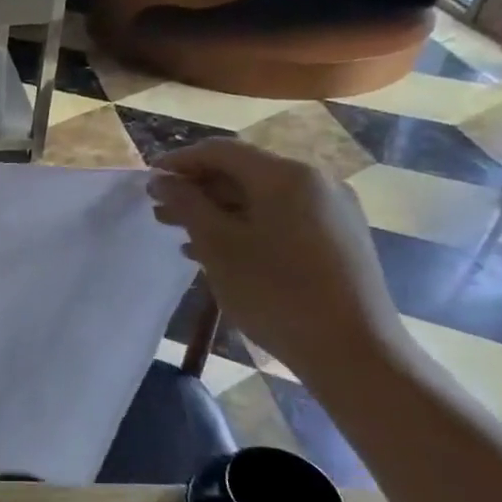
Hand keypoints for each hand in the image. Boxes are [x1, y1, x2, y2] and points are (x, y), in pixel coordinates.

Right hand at [147, 139, 406, 378]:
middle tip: (159, 211)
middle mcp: (315, 182)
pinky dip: (245, 227)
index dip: (179, 160)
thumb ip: (186, 204)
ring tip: (181, 234)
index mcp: (286, 175)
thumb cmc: (276, 291)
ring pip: (261, 198)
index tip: (148, 179)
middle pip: (243, 172)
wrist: (353, 350)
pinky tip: (218, 253)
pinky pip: (281, 219)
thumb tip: (161, 179)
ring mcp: (332, 211)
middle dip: (197, 189)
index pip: (220, 151)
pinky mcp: (339, 239)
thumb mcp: (218, 245)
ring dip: (217, 211)